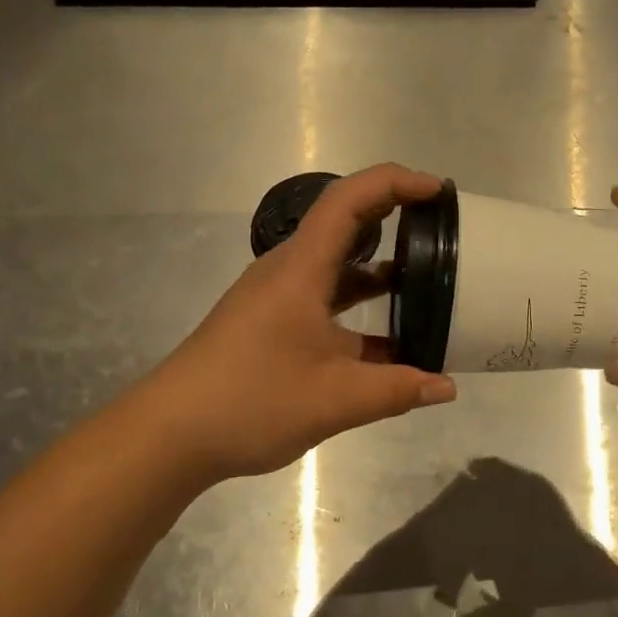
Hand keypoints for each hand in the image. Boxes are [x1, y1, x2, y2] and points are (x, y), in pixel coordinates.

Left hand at [141, 164, 457, 481]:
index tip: (437, 191)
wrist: (170, 433)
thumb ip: (397, 389)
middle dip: (395, 217)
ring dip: (379, 268)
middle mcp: (288, 272)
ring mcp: (277, 298)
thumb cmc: (251, 401)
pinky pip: (324, 299)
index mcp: (301, 269)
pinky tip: (389, 338)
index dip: (395, 183)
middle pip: (344, 225)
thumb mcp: (335, 399)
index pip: (349, 200)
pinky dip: (359, 307)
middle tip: (442, 230)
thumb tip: (447, 386)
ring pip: (335, 267)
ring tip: (428, 279)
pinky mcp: (271, 323)